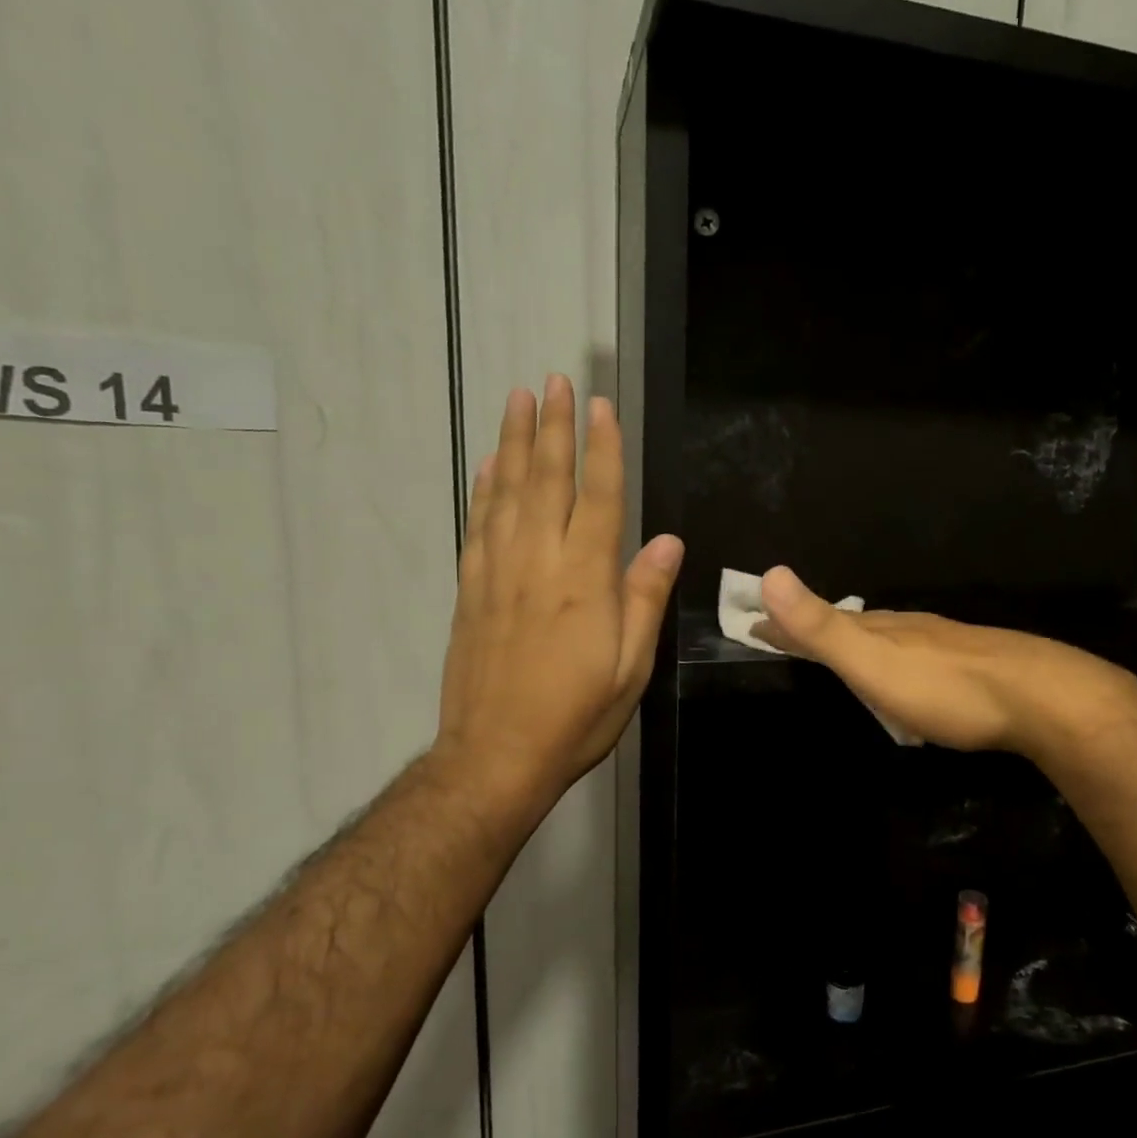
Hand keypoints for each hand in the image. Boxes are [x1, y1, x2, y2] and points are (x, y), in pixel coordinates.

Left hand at [434, 377, 683, 824]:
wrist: (496, 756)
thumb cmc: (576, 715)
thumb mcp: (631, 667)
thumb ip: (644, 598)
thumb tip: (666, 542)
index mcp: (583, 580)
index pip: (596, 498)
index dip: (601, 448)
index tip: (601, 405)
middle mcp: (537, 563)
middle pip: (545, 480)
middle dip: (554, 427)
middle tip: (554, 381)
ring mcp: (496, 573)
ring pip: (505, 493)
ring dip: (513, 443)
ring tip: (518, 402)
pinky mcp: (470, 591)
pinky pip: (476, 525)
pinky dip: (482, 489)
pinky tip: (487, 466)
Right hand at [756, 566, 1122, 755]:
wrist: (1037, 698)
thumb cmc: (944, 687)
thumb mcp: (873, 660)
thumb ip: (822, 626)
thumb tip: (769, 573)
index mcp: (879, 628)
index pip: (818, 620)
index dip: (783, 624)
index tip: (751, 624)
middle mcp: (907, 629)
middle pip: (851, 625)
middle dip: (816, 631)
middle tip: (788, 638)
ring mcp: (941, 645)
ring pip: (887, 639)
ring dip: (856, 644)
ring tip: (840, 655)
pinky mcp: (969, 667)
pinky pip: (915, 658)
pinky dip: (892, 662)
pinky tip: (905, 677)